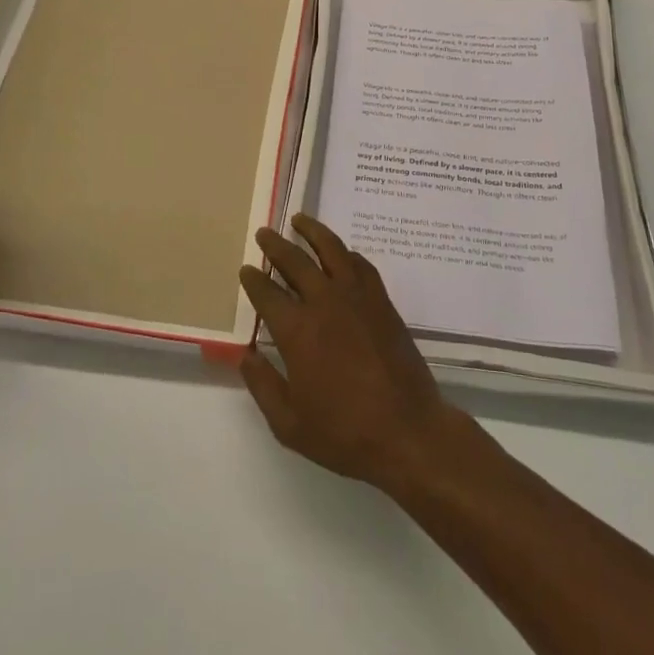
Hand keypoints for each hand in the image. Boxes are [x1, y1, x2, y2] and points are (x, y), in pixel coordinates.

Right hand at [238, 214, 464, 493]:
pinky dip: (346, 253)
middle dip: (276, 246)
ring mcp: (358, 298)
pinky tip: (341, 252)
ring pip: (332, 250)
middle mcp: (325, 303)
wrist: (407, 431)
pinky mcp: (382, 301)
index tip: (246, 270)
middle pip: (296, 262)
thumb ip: (263, 386)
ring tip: (300, 220)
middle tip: (265, 233)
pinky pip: (361, 265)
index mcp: (298, 331)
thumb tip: (246, 356)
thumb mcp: (290, 424)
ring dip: (313, 231)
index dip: (254, 280)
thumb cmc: (345, 433)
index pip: (268, 294)